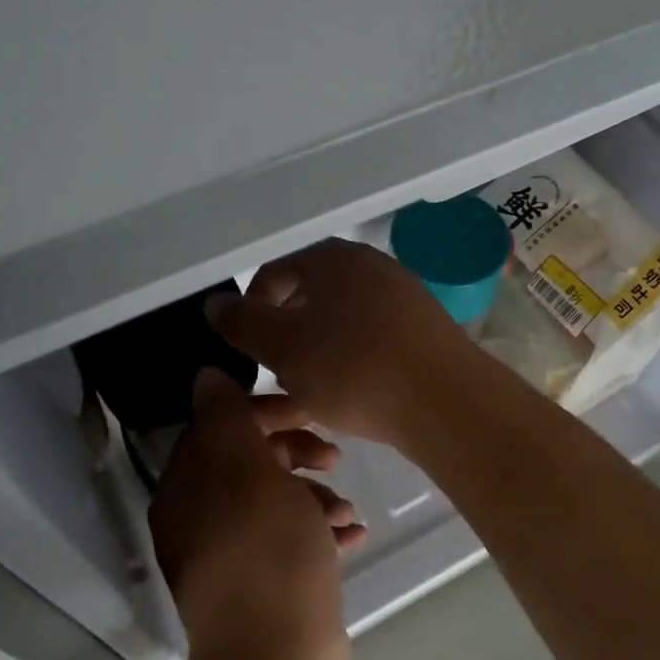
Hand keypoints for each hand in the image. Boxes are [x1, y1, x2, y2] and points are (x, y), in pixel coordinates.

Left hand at [149, 369, 360, 659]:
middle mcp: (199, 521)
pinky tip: (353, 537)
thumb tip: (206, 376)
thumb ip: (228, 419)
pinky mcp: (261, 589)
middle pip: (248, 463)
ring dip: (313, 495)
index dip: (265, 411)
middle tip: (334, 457)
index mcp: (187, 490)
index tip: (310, 413)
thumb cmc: (269, 557)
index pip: (218, 426)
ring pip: (274, 503)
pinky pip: (289, 543)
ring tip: (347, 510)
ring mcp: (230, 559)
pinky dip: (319, 534)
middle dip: (295, 452)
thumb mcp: (250, 474)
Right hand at [205, 239, 479, 443]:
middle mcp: (371, 265)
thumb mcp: (282, 348)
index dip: (251, 309)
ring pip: (344, 317)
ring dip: (321, 346)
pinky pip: (376, 335)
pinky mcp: (427, 327)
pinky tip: (357, 388)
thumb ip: (242, 323)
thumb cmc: (352, 368)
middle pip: (311, 293)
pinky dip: (356, 355)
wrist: (444, 400)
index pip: (274, 273)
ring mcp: (404, 294)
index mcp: (332, 258)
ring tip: (315, 385)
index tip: (248, 351)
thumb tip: (215, 303)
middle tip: (279, 370)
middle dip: (288, 330)